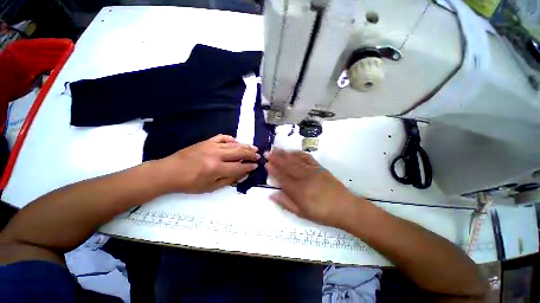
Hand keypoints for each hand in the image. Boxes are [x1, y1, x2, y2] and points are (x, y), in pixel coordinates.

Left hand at [159, 135, 259, 193]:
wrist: (169, 171)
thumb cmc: (189, 183)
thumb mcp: (210, 188)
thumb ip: (228, 181)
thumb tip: (242, 175)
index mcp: (217, 169)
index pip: (239, 167)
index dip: (249, 167)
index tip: (256, 166)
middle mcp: (217, 155)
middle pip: (239, 153)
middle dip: (251, 154)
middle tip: (258, 156)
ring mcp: (212, 146)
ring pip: (233, 144)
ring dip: (245, 146)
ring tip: (253, 148)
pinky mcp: (207, 141)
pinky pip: (222, 137)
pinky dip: (231, 139)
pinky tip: (236, 141)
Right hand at [265, 149, 358, 227]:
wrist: (345, 207)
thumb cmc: (322, 213)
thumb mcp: (302, 213)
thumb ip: (285, 203)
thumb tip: (271, 195)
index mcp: (298, 191)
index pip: (282, 178)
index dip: (273, 171)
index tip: (266, 164)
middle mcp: (304, 178)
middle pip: (287, 166)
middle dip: (276, 159)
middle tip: (267, 153)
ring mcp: (312, 171)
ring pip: (295, 160)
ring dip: (284, 154)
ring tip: (276, 149)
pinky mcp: (319, 167)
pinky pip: (307, 158)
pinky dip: (298, 154)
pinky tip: (292, 152)